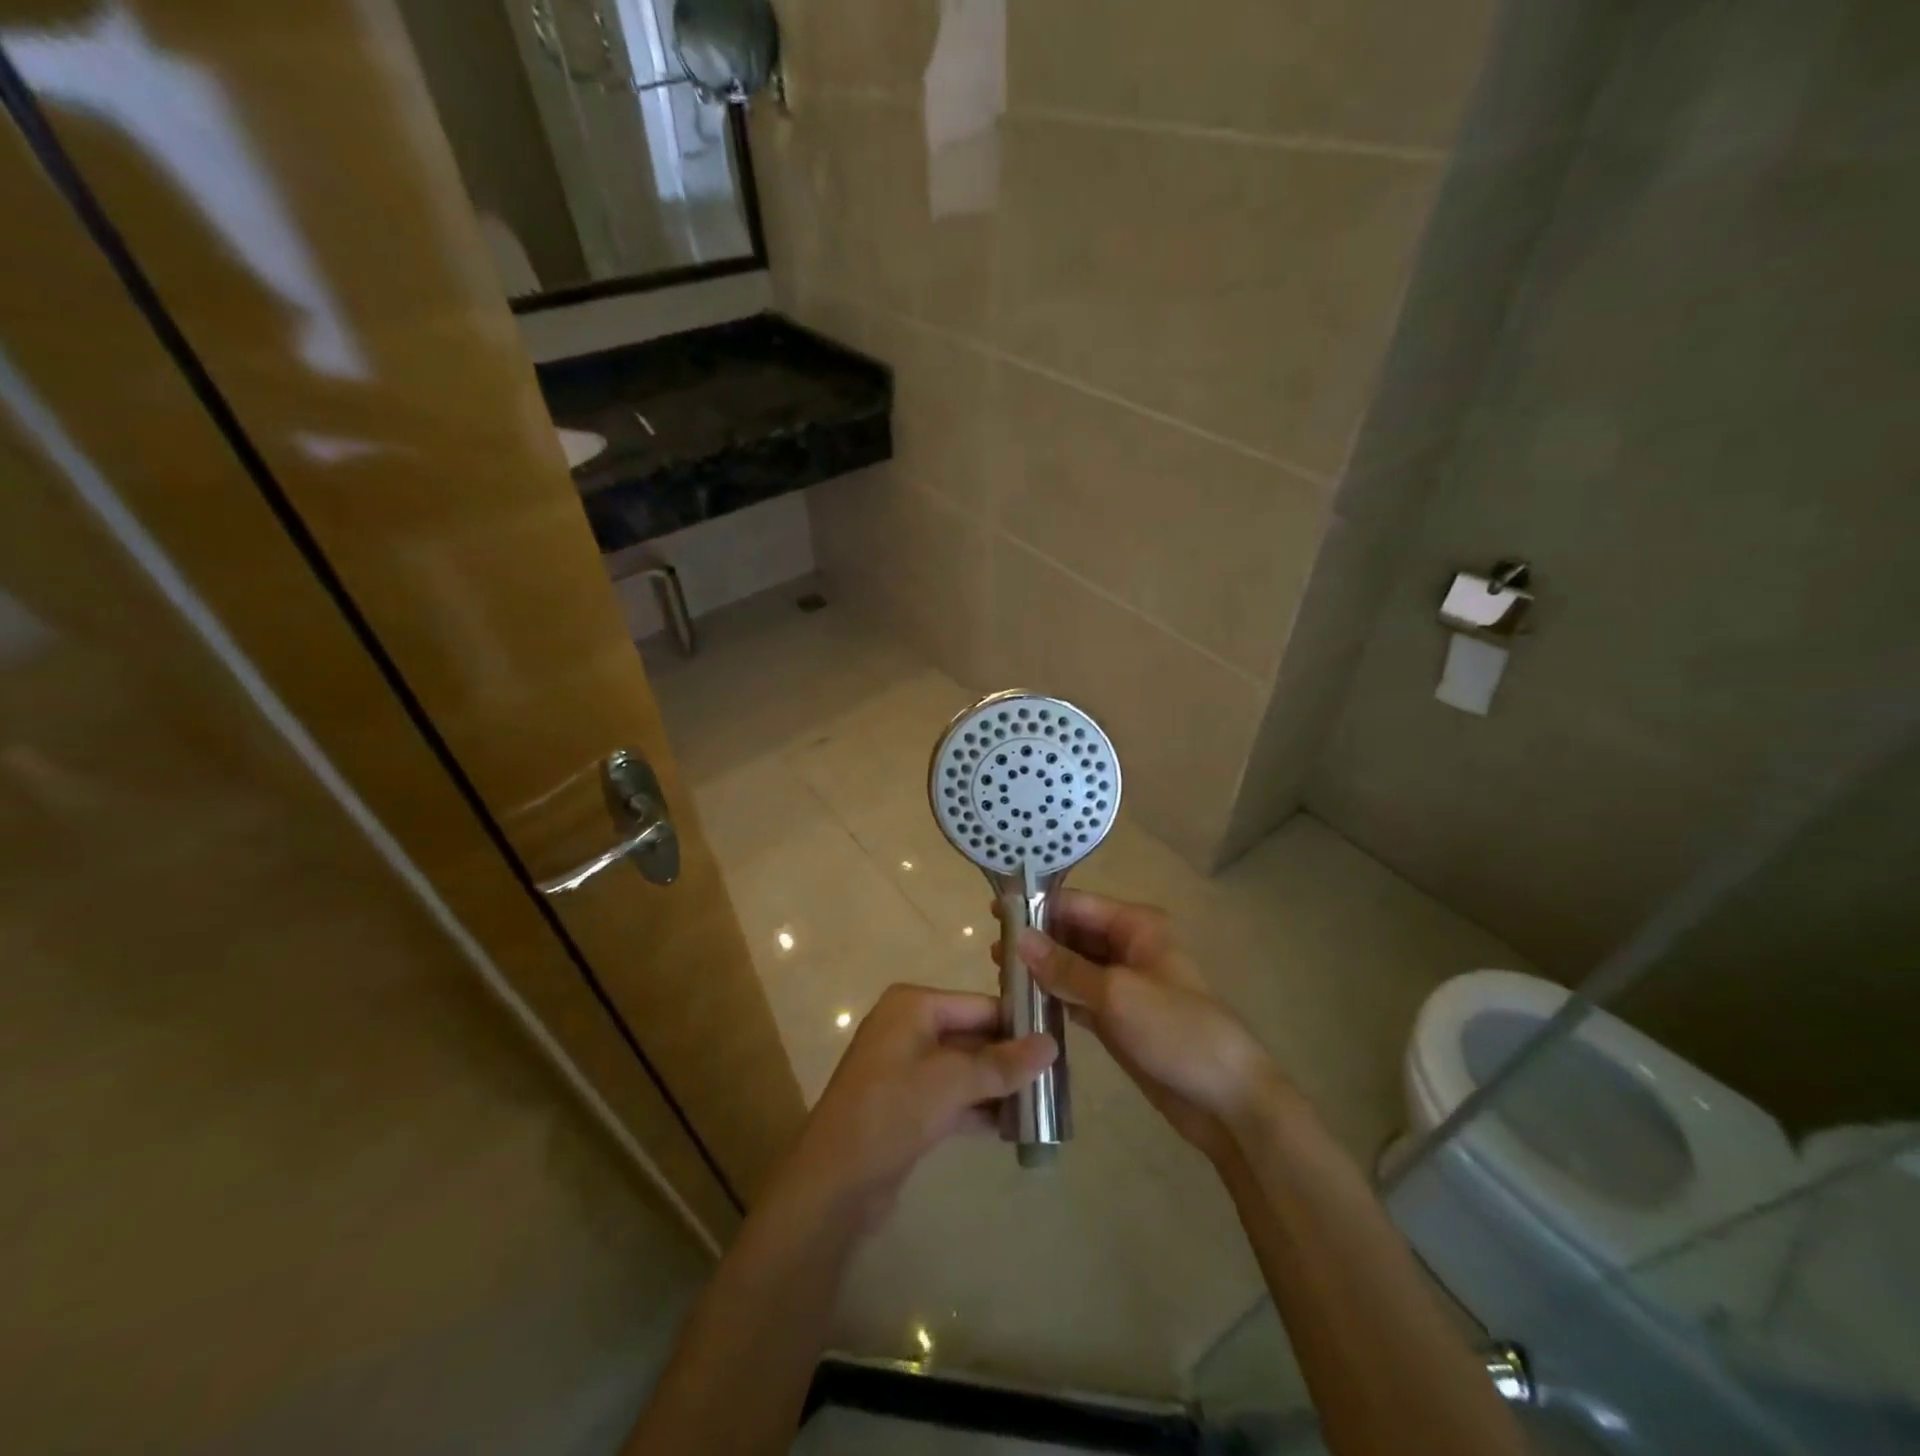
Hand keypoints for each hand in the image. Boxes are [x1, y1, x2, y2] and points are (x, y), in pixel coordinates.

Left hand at [772, 984, 1056, 1231]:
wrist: (834, 1182)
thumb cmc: (892, 1111)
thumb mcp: (952, 1082)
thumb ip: (1002, 1064)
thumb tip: (1052, 1045)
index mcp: (913, 1006)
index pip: (979, 1005)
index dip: (1018, 1024)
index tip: (1060, 1043)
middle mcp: (909, 1028)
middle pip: (974, 1036)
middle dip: (1011, 1060)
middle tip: (1057, 1080)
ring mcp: (906, 1068)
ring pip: (966, 1070)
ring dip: (999, 1088)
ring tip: (1044, 1107)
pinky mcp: (908, 1105)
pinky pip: (953, 1097)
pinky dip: (980, 1109)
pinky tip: (1014, 1130)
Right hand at [1000, 891, 1285, 1163]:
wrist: (1226, 1100)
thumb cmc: (1176, 1032)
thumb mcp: (1117, 994)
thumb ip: (1066, 967)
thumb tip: (1020, 938)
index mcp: (1137, 926)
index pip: (1078, 906)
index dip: (1038, 908)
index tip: (995, 914)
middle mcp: (1129, 947)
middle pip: (1073, 934)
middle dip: (1036, 941)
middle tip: (992, 953)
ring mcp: (1124, 984)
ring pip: (1073, 967)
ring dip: (1042, 971)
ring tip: (999, 976)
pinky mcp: (1118, 1017)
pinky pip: (1078, 997)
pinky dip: (1054, 998)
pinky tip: (1024, 1003)